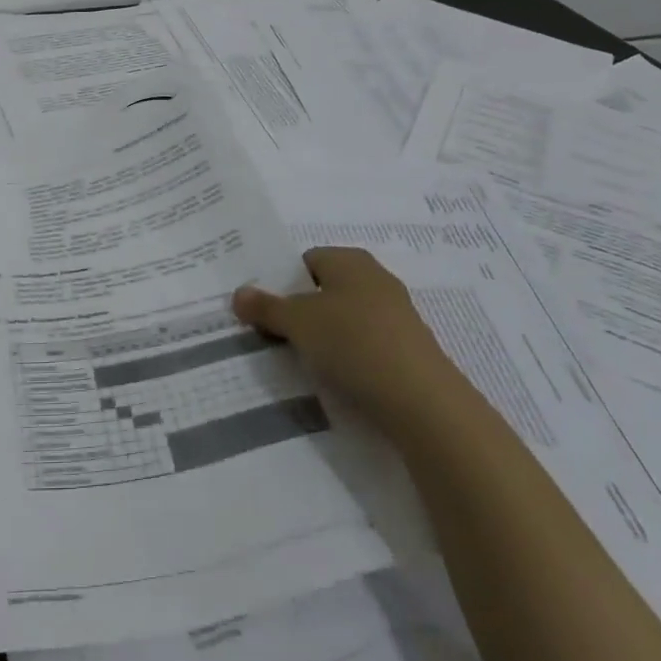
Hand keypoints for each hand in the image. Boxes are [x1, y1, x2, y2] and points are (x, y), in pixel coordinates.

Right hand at [233, 247, 450, 437]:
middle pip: (325, 289)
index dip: (282, 282)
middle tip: (273, 335)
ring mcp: (395, 315)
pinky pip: (364, 345)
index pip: (306, 260)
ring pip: (345, 319)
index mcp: (350, 259)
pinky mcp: (406, 349)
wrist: (423, 401)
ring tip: (300, 361)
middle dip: (301, 311)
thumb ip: (266, 307)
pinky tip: (336, 378)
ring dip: (324, 337)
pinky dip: (348, 358)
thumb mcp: (298, 323)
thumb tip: (238, 293)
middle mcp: (375, 278)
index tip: (263, 309)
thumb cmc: (354, 343)